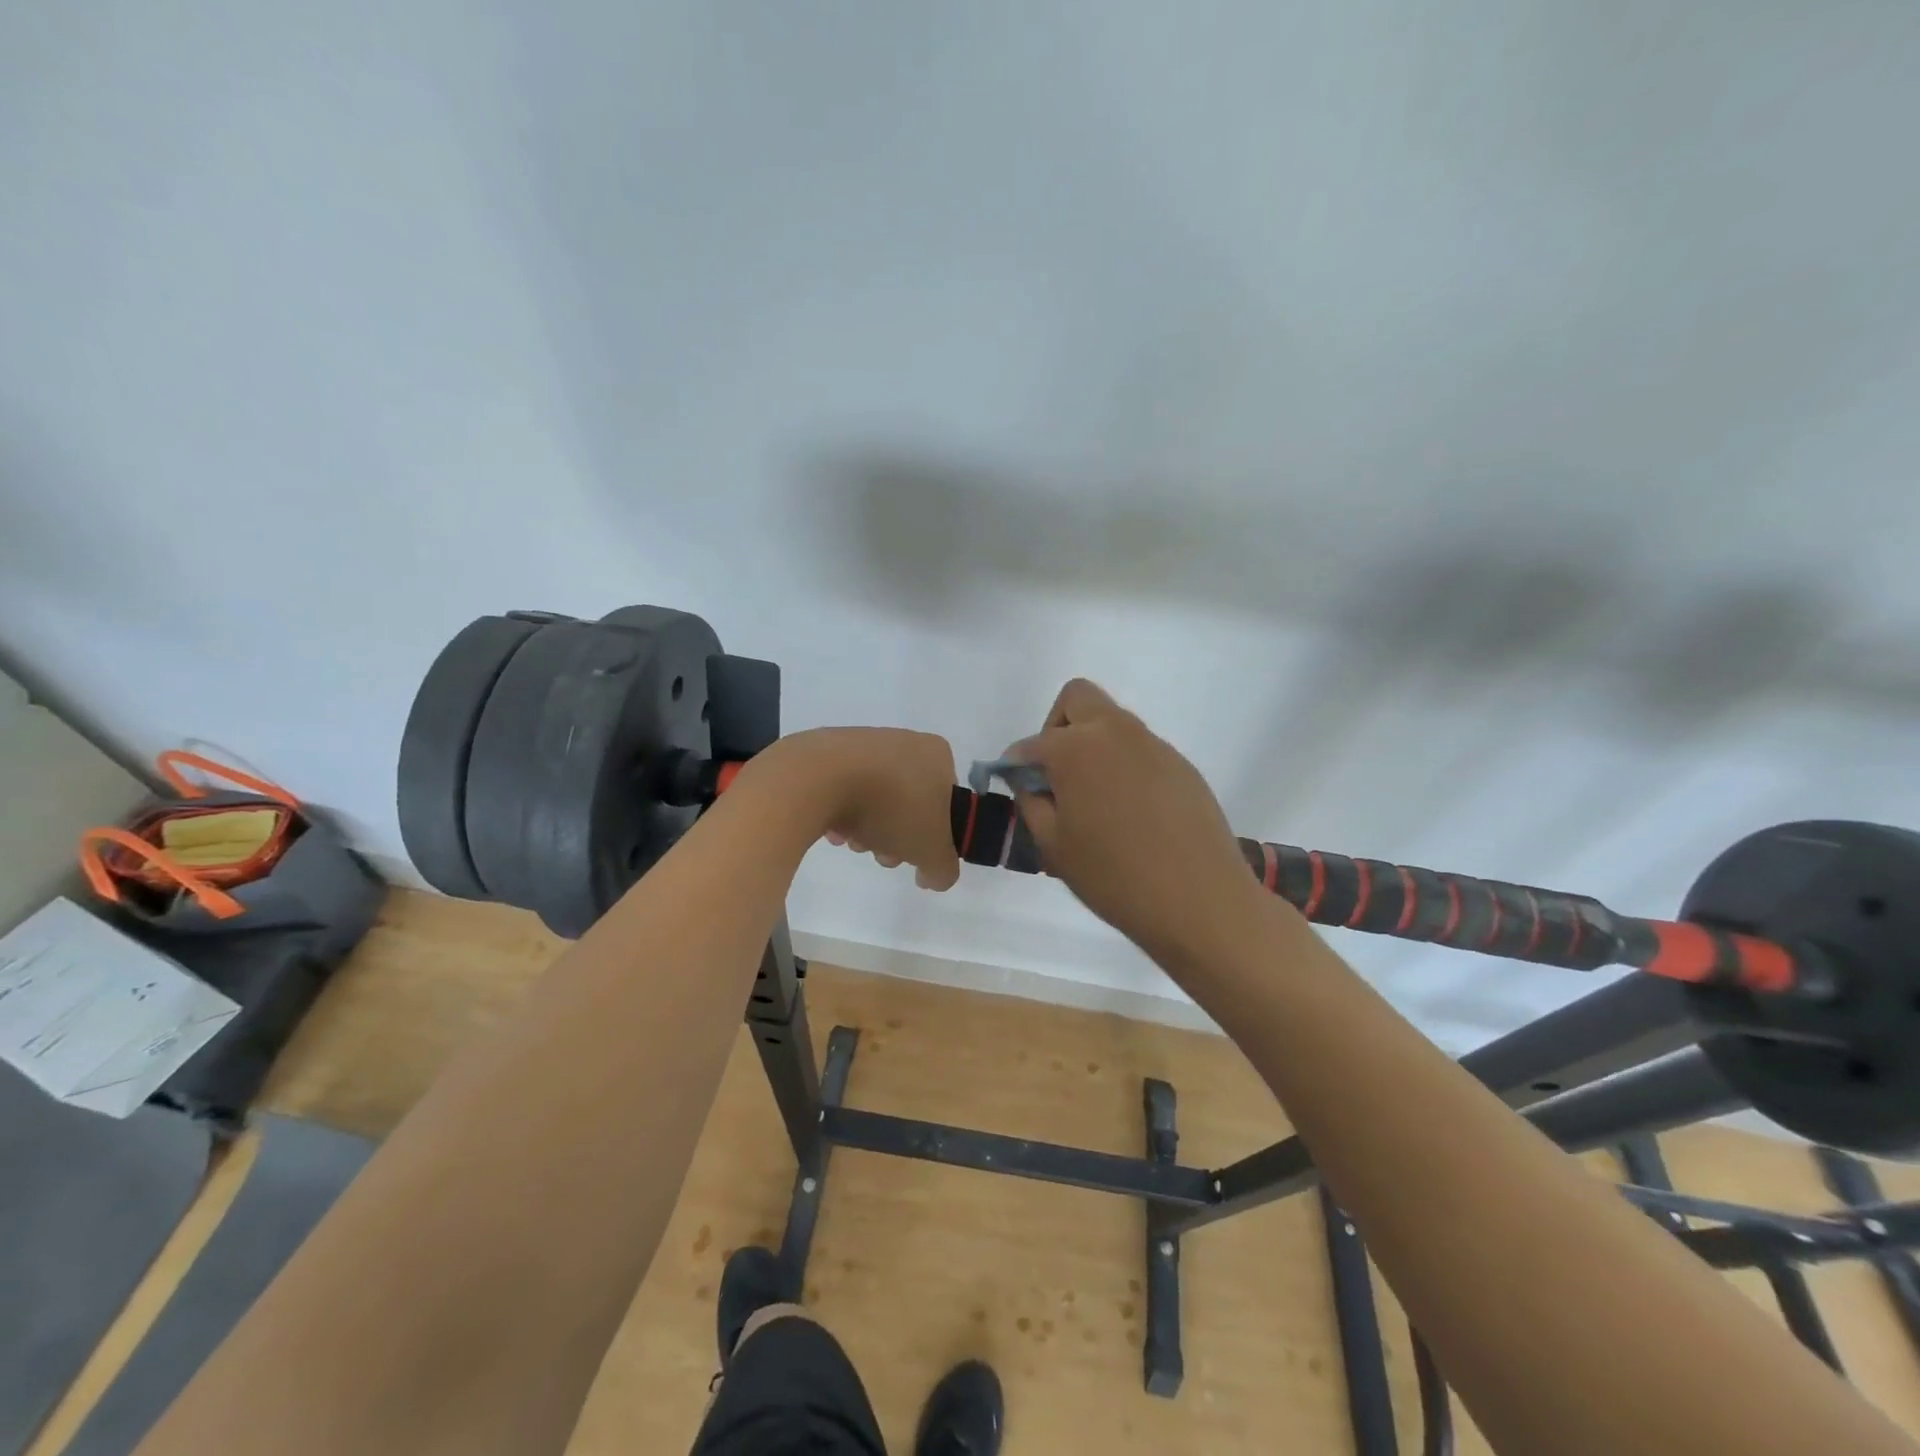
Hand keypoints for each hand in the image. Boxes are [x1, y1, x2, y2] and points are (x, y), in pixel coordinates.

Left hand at [769, 728, 961, 890]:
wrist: (822, 778)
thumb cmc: (893, 807)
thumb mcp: (932, 850)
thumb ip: (943, 869)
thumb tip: (933, 875)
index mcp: (935, 753)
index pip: (946, 800)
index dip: (934, 834)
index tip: (916, 853)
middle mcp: (903, 741)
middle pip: (907, 803)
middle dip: (896, 835)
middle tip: (883, 854)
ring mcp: (862, 743)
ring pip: (874, 799)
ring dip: (867, 829)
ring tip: (854, 842)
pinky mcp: (825, 752)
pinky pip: (841, 790)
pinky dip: (840, 813)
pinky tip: (831, 830)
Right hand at [1006, 680, 1268, 964]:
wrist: (1199, 900)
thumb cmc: (1113, 876)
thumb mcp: (1053, 845)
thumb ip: (1032, 802)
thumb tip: (1029, 781)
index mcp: (1075, 748)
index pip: (1031, 743)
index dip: (1016, 764)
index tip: (1017, 787)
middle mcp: (1115, 732)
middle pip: (1077, 699)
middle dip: (1057, 727)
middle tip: (1057, 774)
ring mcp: (1154, 745)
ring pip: (1112, 723)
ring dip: (1093, 745)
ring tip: (1096, 801)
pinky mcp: (1181, 765)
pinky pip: (1140, 750)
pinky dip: (1124, 766)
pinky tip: (1132, 813)